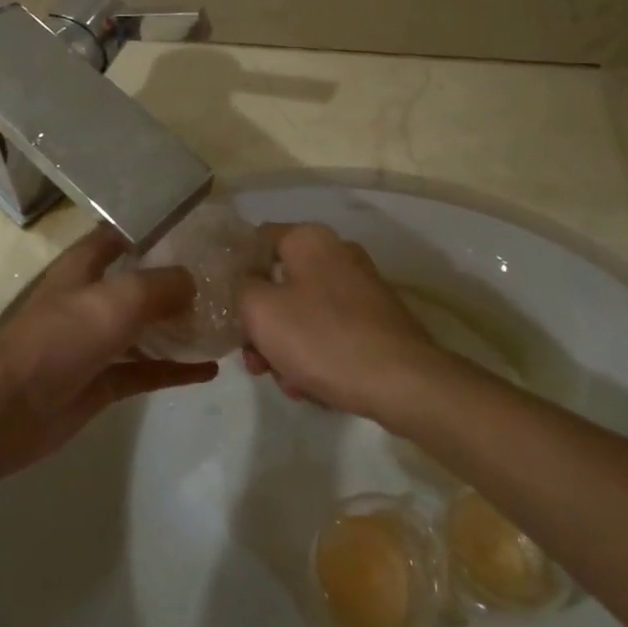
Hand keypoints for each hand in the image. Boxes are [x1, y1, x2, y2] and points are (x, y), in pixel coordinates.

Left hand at [0, 225, 212, 480]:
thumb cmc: (59, 339)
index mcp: (85, 266)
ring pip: (146, 327)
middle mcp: (92, 297)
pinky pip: (147, 370)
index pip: (122, 233)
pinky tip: (210, 370)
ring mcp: (97, 341)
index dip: (155, 227)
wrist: (5, 411)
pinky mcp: (102, 381)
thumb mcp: (116, 299)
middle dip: (177, 278)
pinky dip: (176, 370)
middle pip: (140, 281)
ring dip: (180, 325)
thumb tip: (193, 283)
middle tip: (224, 277)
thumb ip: (161, 285)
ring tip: (223, 321)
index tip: (197, 227)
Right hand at [239, 223, 462, 425]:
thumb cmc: (322, 338)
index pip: (258, 240)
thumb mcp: (261, 311)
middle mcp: (337, 254)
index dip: (236, 271)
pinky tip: (312, 387)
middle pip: (280, 283)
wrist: (402, 381)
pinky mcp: (376, 319)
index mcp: (309, 240)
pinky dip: (316, 355)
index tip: (225, 305)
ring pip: (304, 312)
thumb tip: (245, 280)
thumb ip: (240, 287)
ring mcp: (360, 287)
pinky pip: (330, 331)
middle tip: (255, 360)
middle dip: (261, 324)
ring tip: (287, 382)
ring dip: (286, 347)